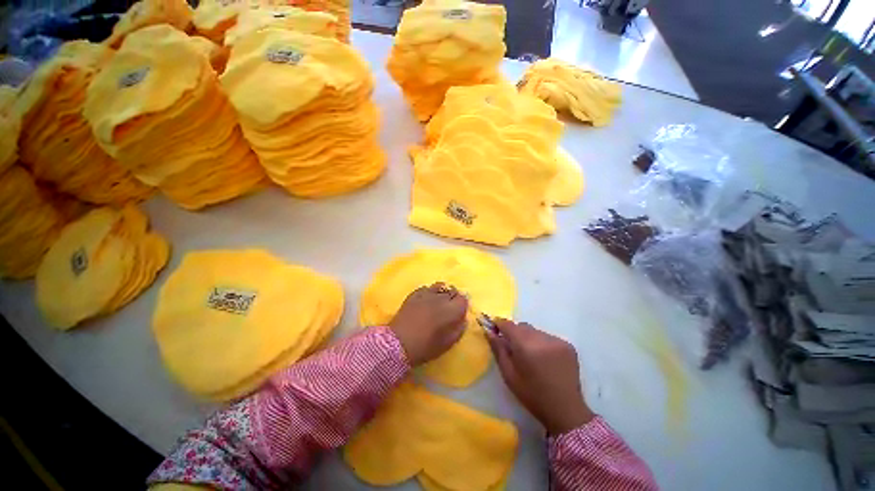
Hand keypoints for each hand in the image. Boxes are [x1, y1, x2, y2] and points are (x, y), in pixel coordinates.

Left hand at [389, 283, 468, 365]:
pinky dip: (430, 292)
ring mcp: (426, 293)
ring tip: (438, 302)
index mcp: (451, 310)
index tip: (459, 313)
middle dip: (453, 298)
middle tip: (449, 309)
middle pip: (452, 291)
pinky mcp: (414, 293)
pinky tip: (426, 301)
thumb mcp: (447, 343)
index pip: (463, 300)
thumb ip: (459, 329)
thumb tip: (463, 319)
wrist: (397, 343)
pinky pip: (427, 288)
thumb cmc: (425, 347)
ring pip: (441, 286)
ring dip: (442, 293)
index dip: (462, 306)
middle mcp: (441, 298)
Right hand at [487, 319, 593, 434]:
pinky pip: (548, 337)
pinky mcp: (568, 345)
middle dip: (515, 333)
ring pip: (535, 331)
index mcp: (525, 346)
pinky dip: (542, 343)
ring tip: (531, 355)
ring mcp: (557, 341)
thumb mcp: (509, 375)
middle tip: (513, 348)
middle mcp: (542, 339)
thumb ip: (498, 350)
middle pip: (522, 326)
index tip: (494, 328)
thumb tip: (489, 332)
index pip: (508, 325)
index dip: (499, 324)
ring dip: (529, 338)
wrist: (565, 410)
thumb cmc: (532, 395)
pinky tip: (545, 358)